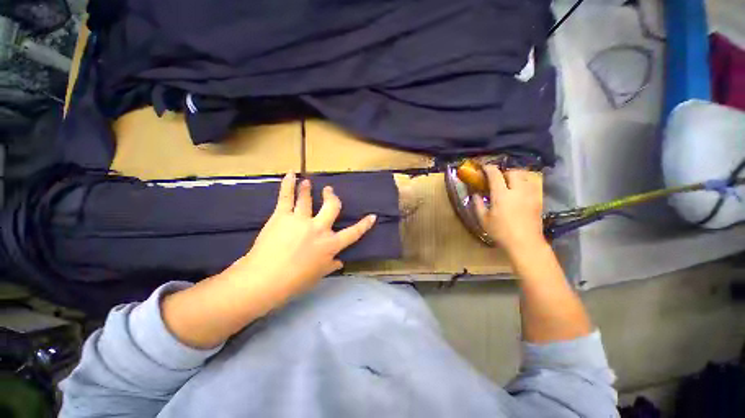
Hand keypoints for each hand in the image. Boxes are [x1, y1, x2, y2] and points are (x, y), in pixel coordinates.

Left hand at [228, 172, 376, 294]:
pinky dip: (288, 184)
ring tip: (308, 182)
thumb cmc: (294, 282)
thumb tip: (340, 262)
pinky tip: (291, 174)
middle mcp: (319, 228)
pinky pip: (286, 197)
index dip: (364, 225)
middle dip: (332, 198)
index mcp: (330, 245)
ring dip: (308, 189)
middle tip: (329, 192)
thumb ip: (330, 266)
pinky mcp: (282, 216)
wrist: (264, 280)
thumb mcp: (318, 275)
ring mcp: (301, 220)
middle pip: (332, 207)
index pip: (353, 233)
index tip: (372, 216)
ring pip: (308, 199)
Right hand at [474, 166, 545, 254]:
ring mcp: (530, 194)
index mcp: (502, 195)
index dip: (489, 168)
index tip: (484, 167)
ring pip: (525, 176)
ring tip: (509, 181)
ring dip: (516, 175)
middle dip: (504, 171)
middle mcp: (517, 190)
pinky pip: (532, 184)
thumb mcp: (483, 219)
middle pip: (513, 172)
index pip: (495, 175)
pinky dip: (524, 182)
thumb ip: (478, 204)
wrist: (525, 243)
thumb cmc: (501, 232)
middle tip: (497, 177)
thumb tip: (475, 194)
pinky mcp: (538, 199)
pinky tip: (519, 190)